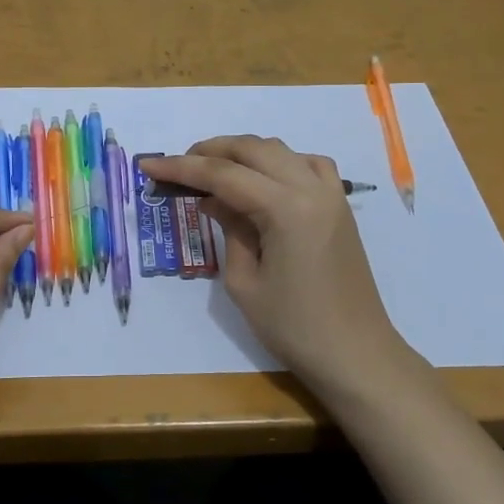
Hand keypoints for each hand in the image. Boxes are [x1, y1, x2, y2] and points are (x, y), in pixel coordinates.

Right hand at [139, 137, 406, 391]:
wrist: (355, 354)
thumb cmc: (294, 328)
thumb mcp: (244, 282)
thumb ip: (228, 229)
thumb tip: (212, 199)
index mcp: (286, 209)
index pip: (223, 175)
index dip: (181, 167)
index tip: (148, 164)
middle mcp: (311, 188)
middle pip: (252, 149)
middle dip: (210, 151)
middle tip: (178, 165)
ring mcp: (331, 194)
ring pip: (280, 150)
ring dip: (243, 152)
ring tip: (213, 170)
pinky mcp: (339, 206)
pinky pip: (307, 164)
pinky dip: (278, 162)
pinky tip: (262, 180)